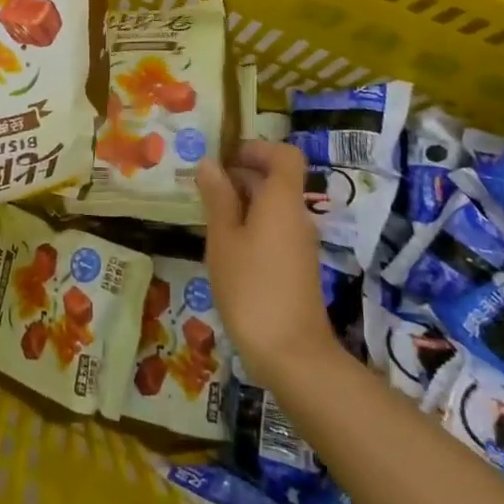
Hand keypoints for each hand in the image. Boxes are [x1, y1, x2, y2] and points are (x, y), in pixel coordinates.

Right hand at [195, 141, 338, 386]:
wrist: (293, 355)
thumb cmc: (251, 288)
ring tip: (208, 217)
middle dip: (241, 175)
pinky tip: (225, 247)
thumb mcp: (223, 239)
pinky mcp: (297, 267)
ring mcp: (300, 243)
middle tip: (203, 187)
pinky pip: (275, 230)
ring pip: (273, 207)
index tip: (226, 158)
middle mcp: (297, 215)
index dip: (257, 149)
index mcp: (282, 200)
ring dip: (243, 203)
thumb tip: (210, 164)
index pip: (285, 155)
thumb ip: (217, 198)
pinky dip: (252, 227)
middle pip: (276, 180)